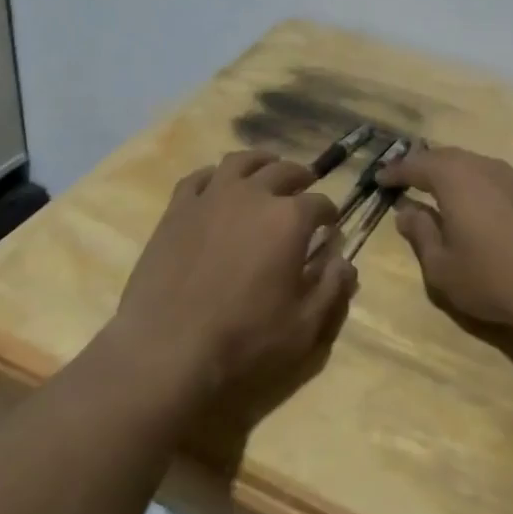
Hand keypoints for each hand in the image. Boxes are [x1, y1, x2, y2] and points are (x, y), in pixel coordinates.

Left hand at [112, 151, 355, 406]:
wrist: (166, 351)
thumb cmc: (244, 342)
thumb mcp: (304, 327)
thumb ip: (332, 289)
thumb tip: (346, 261)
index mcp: (289, 219)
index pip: (320, 204)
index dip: (330, 214)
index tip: (331, 225)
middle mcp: (253, 195)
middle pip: (284, 171)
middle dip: (301, 178)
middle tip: (306, 187)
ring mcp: (211, 197)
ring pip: (241, 162)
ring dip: (261, 162)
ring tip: (267, 168)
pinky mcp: (177, 210)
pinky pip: (198, 178)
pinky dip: (214, 175)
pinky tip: (218, 183)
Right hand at [377, 145, 512, 331]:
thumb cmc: (491, 277)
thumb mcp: (442, 266)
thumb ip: (421, 234)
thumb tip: (407, 212)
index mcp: (454, 178)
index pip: (416, 166)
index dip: (396, 171)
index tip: (380, 178)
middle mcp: (483, 167)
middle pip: (446, 157)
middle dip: (423, 166)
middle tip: (406, 178)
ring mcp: (512, 178)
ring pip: (472, 165)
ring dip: (451, 173)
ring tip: (437, 189)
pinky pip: (493, 178)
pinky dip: (474, 184)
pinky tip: (474, 204)